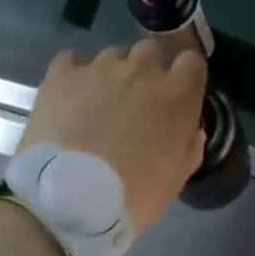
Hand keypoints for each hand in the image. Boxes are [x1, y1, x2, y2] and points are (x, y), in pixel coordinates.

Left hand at [21, 43, 208, 232]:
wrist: (66, 203)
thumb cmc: (133, 196)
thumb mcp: (176, 179)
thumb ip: (190, 146)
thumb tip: (190, 130)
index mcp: (178, 94)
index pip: (192, 62)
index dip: (185, 78)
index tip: (178, 96)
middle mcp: (142, 69)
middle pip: (151, 53)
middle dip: (147, 73)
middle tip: (136, 103)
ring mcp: (99, 68)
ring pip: (113, 56)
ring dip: (112, 75)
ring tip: (98, 105)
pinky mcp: (62, 74)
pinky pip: (73, 61)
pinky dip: (76, 76)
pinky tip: (71, 99)